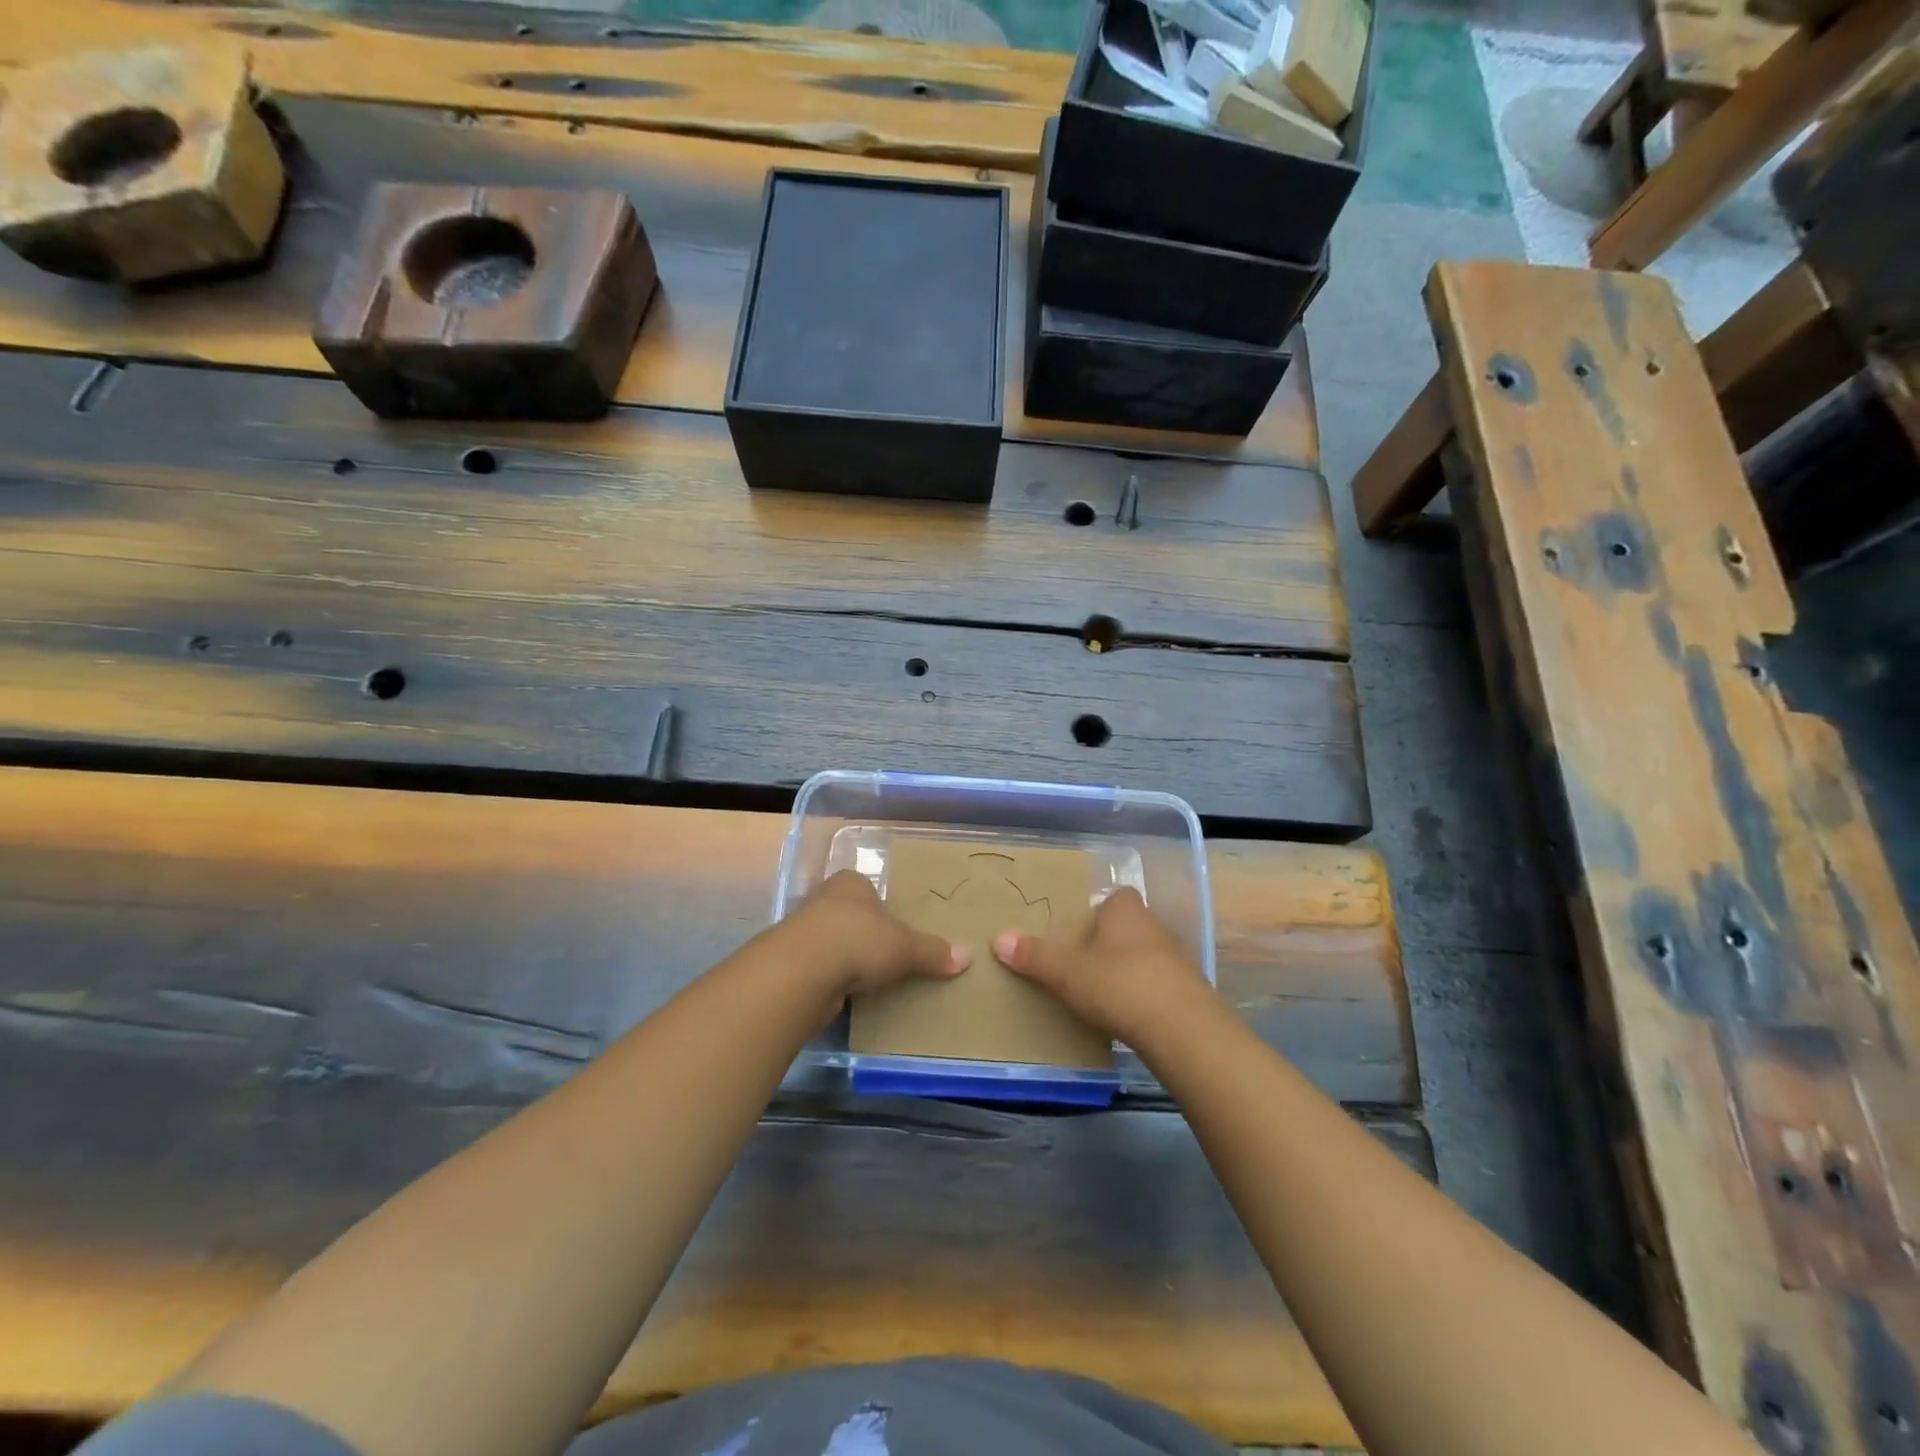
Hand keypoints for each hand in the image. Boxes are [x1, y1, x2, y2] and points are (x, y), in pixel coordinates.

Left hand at [782, 870, 970, 1002]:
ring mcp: (803, 931)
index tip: (897, 930)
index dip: (883, 909)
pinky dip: (832, 981)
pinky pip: (820, 969)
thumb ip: (933, 952)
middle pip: (851, 916)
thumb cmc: (858, 941)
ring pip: (833, 943)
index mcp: (851, 883)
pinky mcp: (791, 963)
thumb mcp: (905, 947)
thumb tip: (968, 957)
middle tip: (888, 957)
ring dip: (847, 960)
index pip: (869, 889)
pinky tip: (846, 996)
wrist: (801, 972)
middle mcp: (824, 899)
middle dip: (865, 935)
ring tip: (870, 980)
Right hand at [991, 887, 1204, 1041]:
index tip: (1079, 927)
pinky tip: (1127, 1014)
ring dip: (1128, 968)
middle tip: (1082, 960)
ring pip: (1146, 955)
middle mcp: (1154, 926)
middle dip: (1109, 940)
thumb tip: (998, 938)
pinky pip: (1159, 984)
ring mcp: (1176, 958)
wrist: (1182, 1028)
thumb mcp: (1067, 972)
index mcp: (1125, 911)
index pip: (1115, 896)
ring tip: (1101, 990)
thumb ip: (1034, 956)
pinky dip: (1144, 994)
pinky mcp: (1188, 991)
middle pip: (1129, 925)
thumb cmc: (1119, 984)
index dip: (1099, 909)